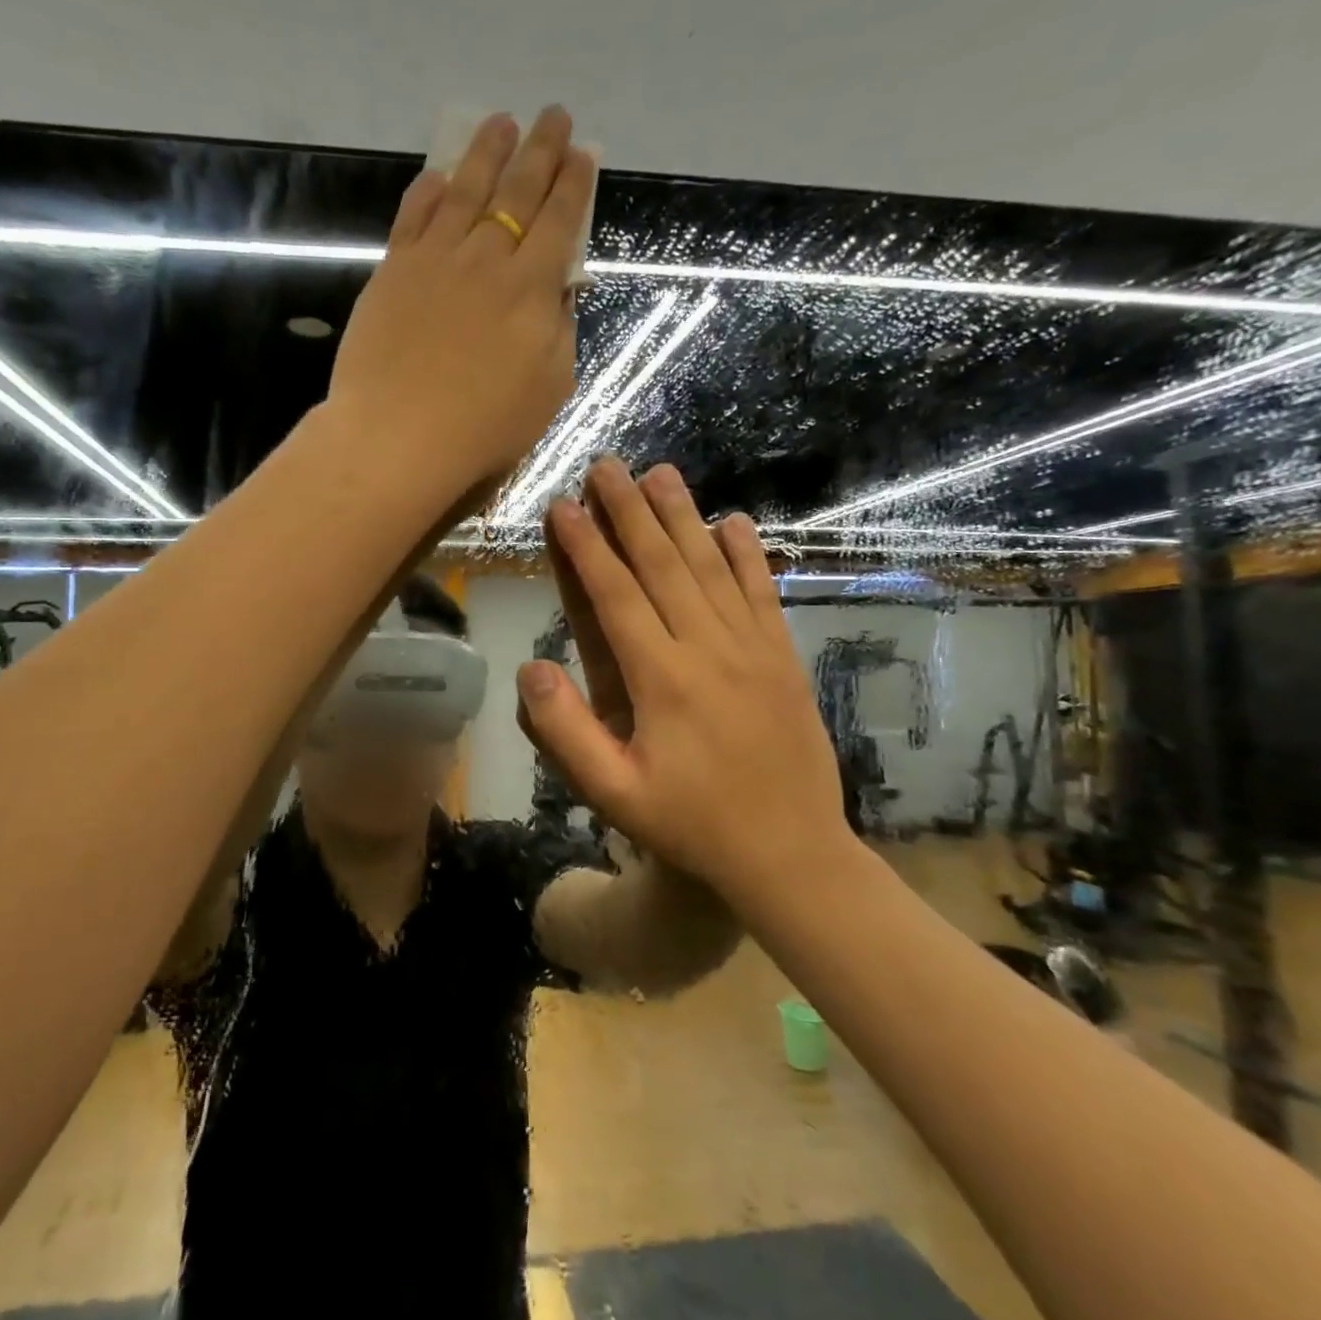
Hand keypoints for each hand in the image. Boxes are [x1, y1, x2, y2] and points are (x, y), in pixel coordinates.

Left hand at [326, 108, 596, 505]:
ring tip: (501, 123)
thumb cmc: (483, 427)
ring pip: (466, 190)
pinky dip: (429, 191)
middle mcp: (487, 259)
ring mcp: (435, 259)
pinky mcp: (393, 271)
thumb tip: (559, 291)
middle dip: (541, 150)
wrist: (399, 436)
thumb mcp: (549, 390)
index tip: (582, 154)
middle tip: (553, 116)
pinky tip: (439, 175)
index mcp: (532, 289)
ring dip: (487, 152)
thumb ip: (560, 333)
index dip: (574, 184)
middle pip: (518, 192)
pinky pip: (414, 216)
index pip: (560, 222)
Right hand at [515, 460, 854, 900]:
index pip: (616, 595)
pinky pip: (762, 593)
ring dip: (682, 516)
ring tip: (659, 472)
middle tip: (607, 465)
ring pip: (712, 567)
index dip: (586, 547)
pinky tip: (733, 521)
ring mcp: (754, 649)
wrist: (791, 854)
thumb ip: (566, 731)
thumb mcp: (614, 794)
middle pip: (663, 565)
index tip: (563, 505)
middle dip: (629, 511)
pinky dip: (747, 554)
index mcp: (662, 679)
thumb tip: (529, 667)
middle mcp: (708, 648)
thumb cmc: (693, 825)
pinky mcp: (784, 658)